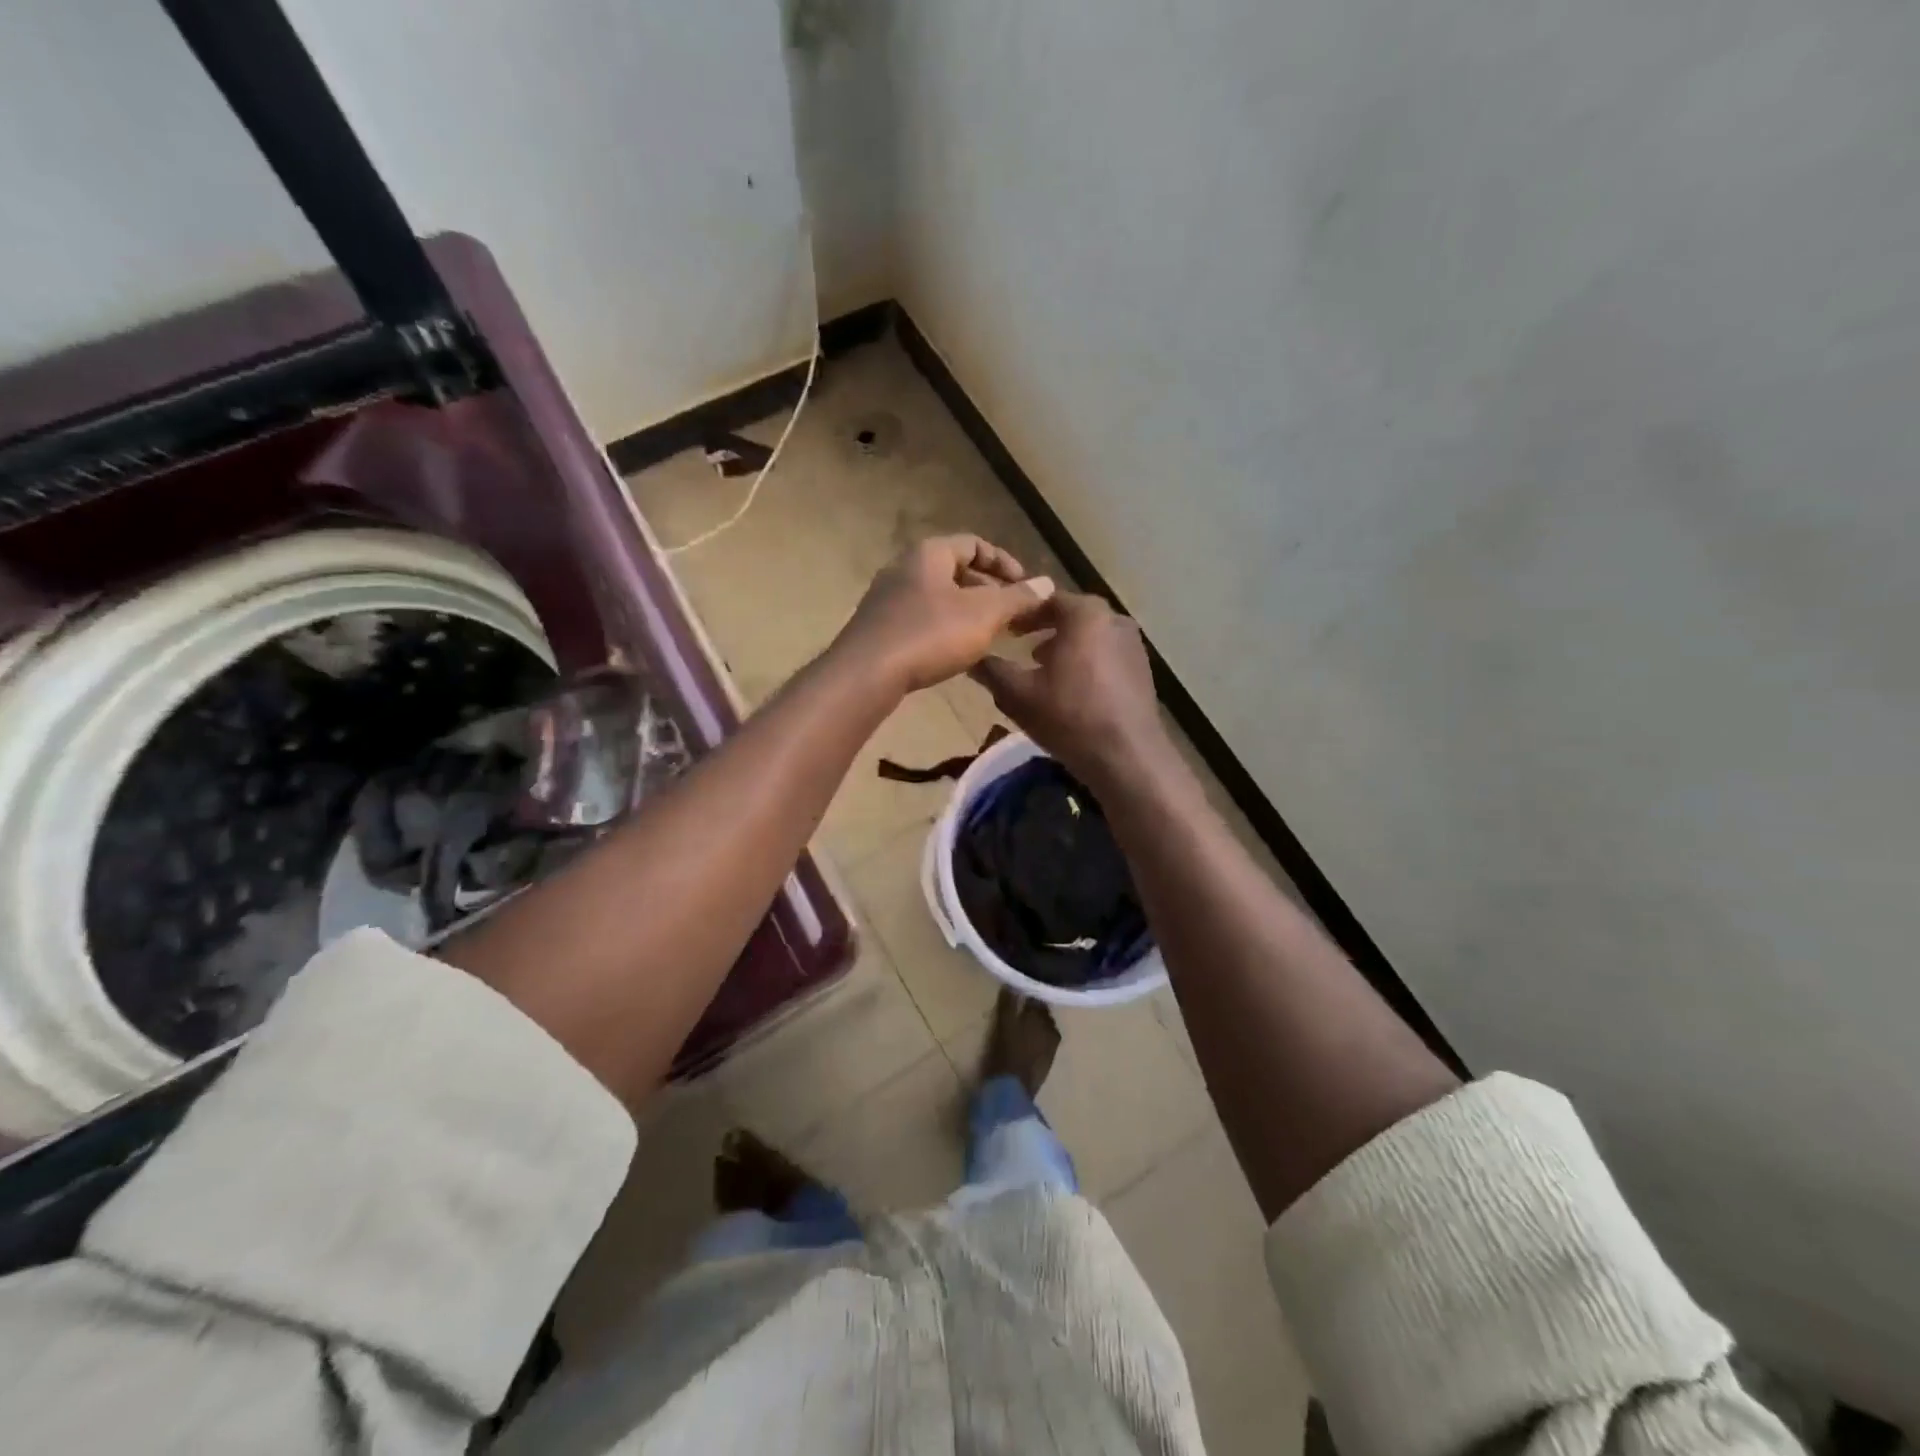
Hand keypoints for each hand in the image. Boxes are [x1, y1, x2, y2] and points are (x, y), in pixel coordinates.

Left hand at [835, 536, 1054, 692]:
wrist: (867, 673)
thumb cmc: (930, 634)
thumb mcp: (984, 614)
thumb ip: (1017, 598)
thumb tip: (1046, 584)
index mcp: (929, 553)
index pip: (974, 544)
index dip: (1005, 563)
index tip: (1026, 588)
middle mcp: (904, 568)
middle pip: (955, 570)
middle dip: (988, 590)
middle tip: (1011, 616)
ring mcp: (887, 598)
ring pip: (938, 597)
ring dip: (968, 612)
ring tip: (990, 636)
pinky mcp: (879, 628)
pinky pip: (921, 619)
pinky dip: (945, 628)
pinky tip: (956, 653)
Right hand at [969, 592, 1172, 786]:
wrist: (1126, 757)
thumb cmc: (1069, 716)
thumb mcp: (1017, 694)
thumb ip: (991, 670)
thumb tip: (972, 659)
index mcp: (1085, 614)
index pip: (1046, 599)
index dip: (1022, 614)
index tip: (1005, 630)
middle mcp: (1115, 620)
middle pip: (1073, 616)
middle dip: (1046, 629)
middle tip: (1022, 648)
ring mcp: (1134, 645)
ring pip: (1092, 637)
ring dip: (1067, 647)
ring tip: (1045, 670)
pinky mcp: (1143, 671)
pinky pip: (1107, 656)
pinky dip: (1087, 663)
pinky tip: (1073, 690)